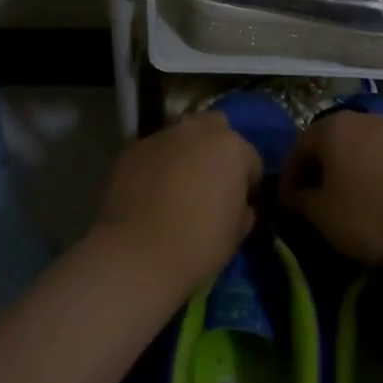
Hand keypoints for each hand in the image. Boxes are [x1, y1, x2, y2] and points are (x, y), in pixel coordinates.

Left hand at [97, 113, 260, 296]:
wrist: (137, 254)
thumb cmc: (198, 245)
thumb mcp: (237, 234)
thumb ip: (244, 209)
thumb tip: (242, 206)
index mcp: (232, 147)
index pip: (251, 159)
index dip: (248, 183)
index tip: (241, 203)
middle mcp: (197, 130)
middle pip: (215, 129)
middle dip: (216, 149)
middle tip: (210, 182)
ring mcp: (161, 135)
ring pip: (181, 136)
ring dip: (185, 152)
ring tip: (177, 185)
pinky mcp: (131, 148)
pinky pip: (153, 151)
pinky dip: (156, 164)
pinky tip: (149, 191)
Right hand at [278, 111, 382, 265]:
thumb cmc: (376, 213)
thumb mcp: (325, 217)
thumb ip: (299, 202)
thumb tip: (289, 195)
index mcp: (331, 128)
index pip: (296, 149)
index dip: (289, 179)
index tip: (290, 207)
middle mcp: (361, 118)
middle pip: (330, 146)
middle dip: (321, 174)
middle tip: (320, 206)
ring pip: (360, 151)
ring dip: (352, 174)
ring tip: (354, 205)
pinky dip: (379, 177)